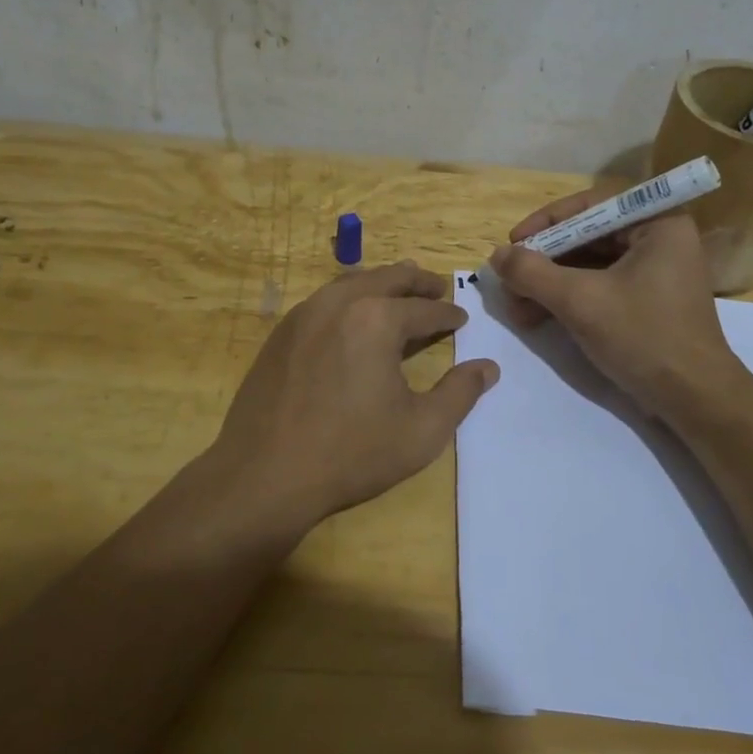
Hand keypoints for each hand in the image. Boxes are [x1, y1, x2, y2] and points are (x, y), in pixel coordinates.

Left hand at [204, 261, 499, 531]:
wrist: (265, 474)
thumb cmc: (352, 453)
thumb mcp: (422, 430)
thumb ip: (460, 393)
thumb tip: (488, 367)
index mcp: (377, 319)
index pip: (424, 309)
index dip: (447, 314)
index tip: (461, 317)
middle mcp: (340, 303)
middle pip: (387, 279)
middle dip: (417, 282)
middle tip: (437, 286)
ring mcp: (304, 314)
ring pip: (352, 282)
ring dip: (381, 282)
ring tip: (398, 290)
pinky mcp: (281, 332)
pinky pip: (324, 300)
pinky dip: (349, 297)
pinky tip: (353, 316)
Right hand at [489, 191, 748, 421]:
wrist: (694, 401)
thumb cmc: (643, 337)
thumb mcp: (580, 301)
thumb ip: (532, 273)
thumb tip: (496, 255)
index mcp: (657, 224)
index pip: (591, 207)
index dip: (546, 223)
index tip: (513, 244)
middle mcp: (659, 239)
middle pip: (587, 237)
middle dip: (543, 262)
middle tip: (509, 281)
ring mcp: (654, 272)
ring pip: (589, 265)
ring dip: (549, 285)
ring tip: (516, 309)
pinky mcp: (647, 301)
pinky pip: (599, 286)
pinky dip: (567, 299)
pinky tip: (536, 318)